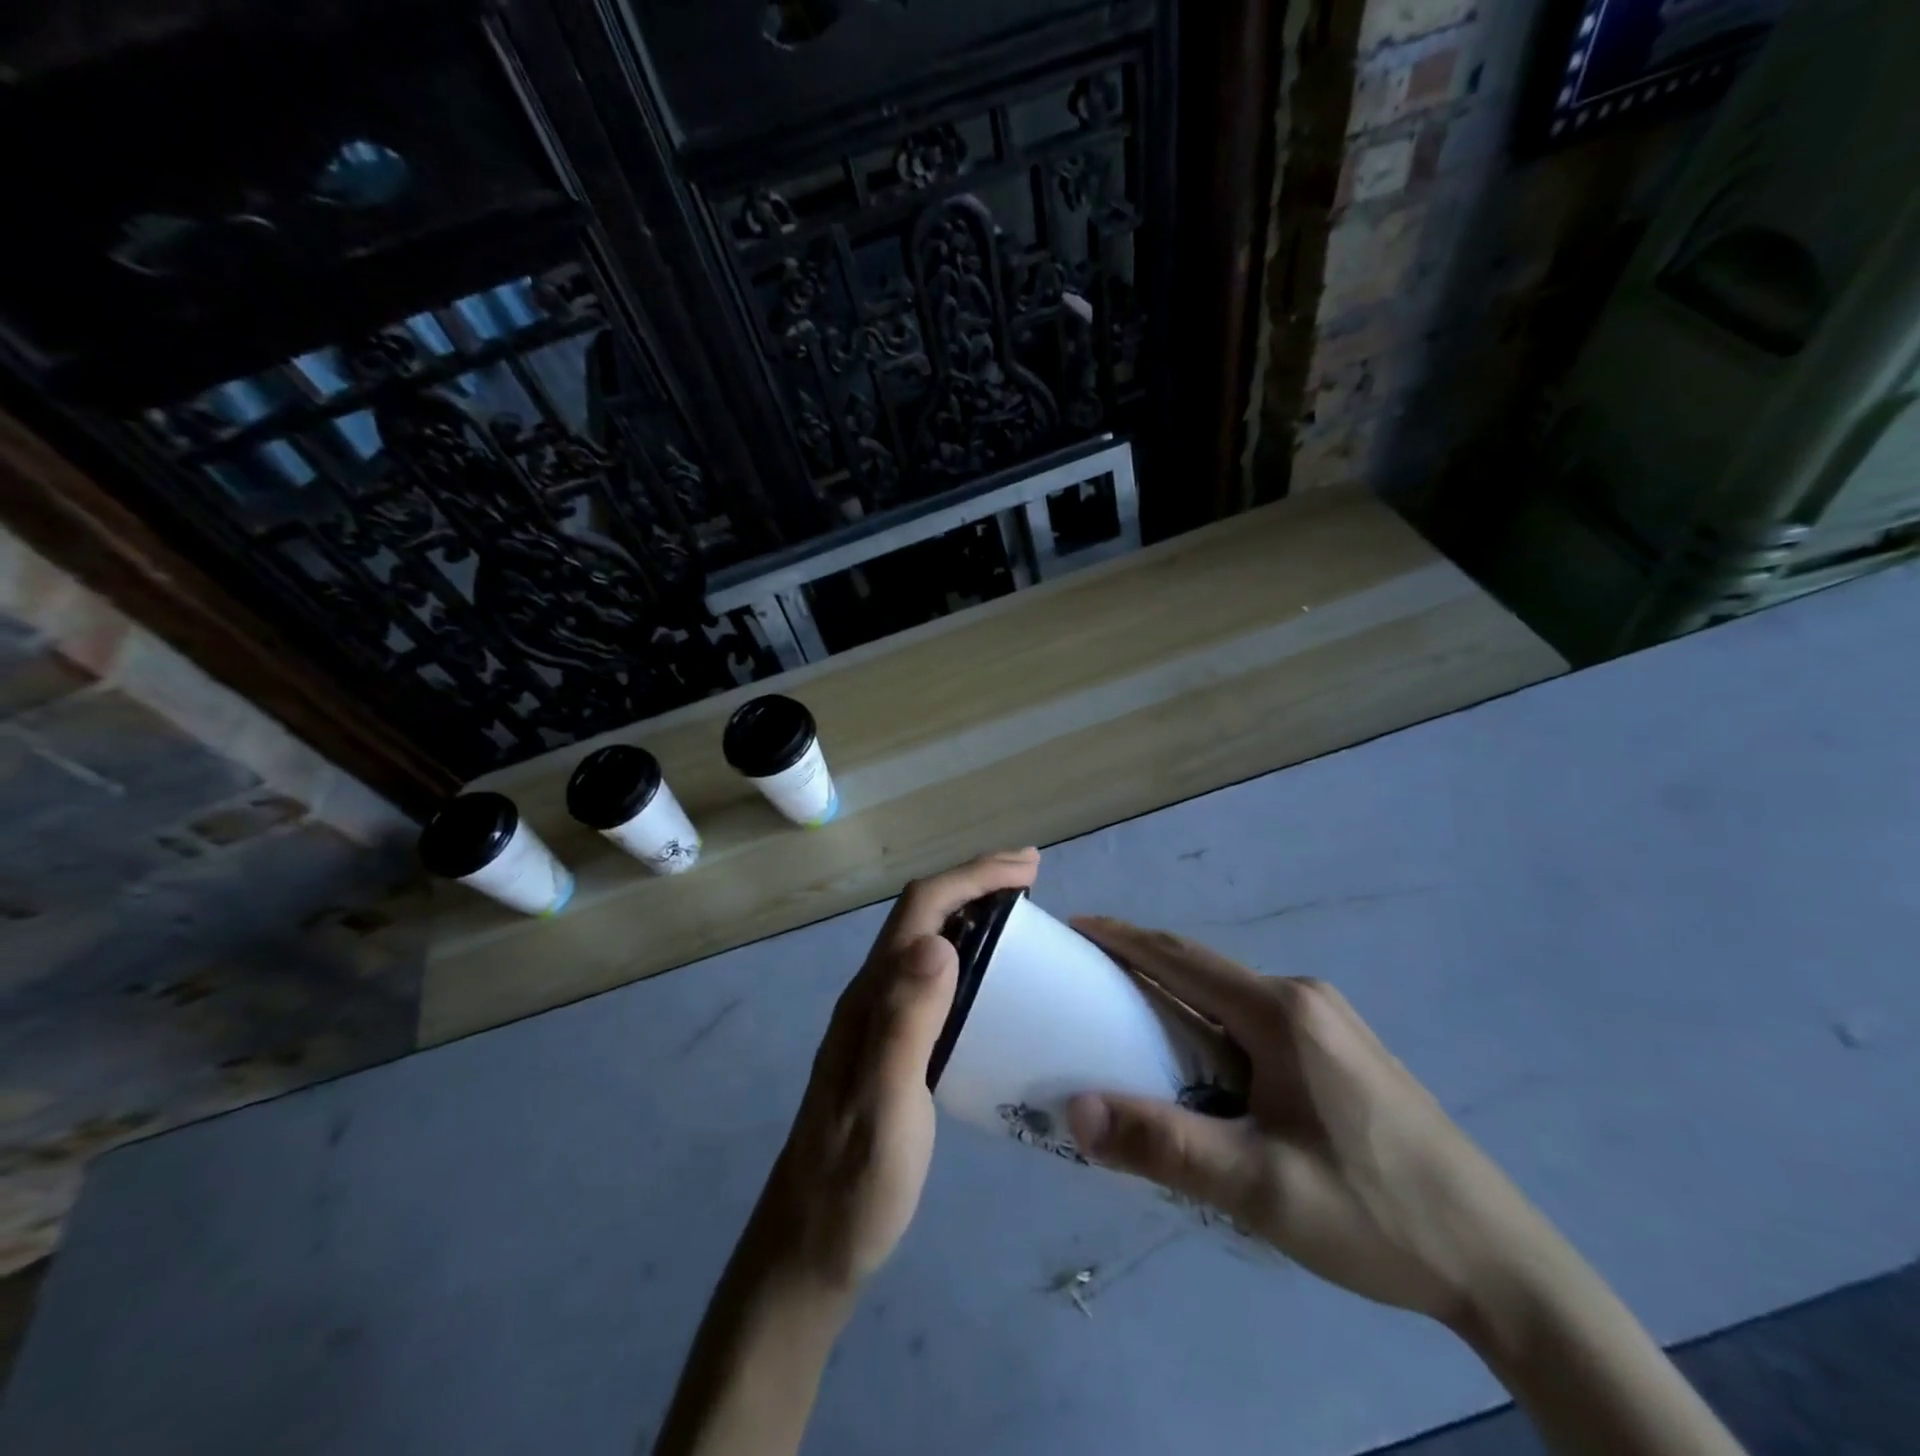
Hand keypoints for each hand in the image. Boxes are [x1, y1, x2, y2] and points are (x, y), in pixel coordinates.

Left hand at [757, 849, 1041, 1293]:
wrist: (810, 1247)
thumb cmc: (853, 1183)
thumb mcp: (884, 1106)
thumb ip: (904, 1025)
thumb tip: (939, 942)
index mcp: (871, 996)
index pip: (922, 909)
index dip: (972, 876)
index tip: (1027, 867)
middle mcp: (871, 994)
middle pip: (922, 913)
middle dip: (975, 882)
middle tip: (1032, 877)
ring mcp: (878, 1020)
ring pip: (926, 941)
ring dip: (971, 913)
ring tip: (1021, 915)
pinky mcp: (890, 1046)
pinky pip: (932, 977)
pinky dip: (968, 955)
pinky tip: (993, 980)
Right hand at [1065, 918, 1558, 1328]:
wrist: (1503, 1263)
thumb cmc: (1374, 1213)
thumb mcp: (1259, 1187)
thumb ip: (1163, 1145)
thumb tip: (1074, 1111)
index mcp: (1282, 1013)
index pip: (1181, 958)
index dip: (1124, 939)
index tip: (1076, 927)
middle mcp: (1305, 999)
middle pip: (1205, 971)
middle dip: (1143, 967)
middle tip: (1089, 982)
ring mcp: (1331, 1023)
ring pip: (1232, 997)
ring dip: (1179, 999)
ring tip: (1132, 1024)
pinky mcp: (1344, 1052)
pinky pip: (1258, 1020)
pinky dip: (1213, 1025)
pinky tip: (1204, 1065)